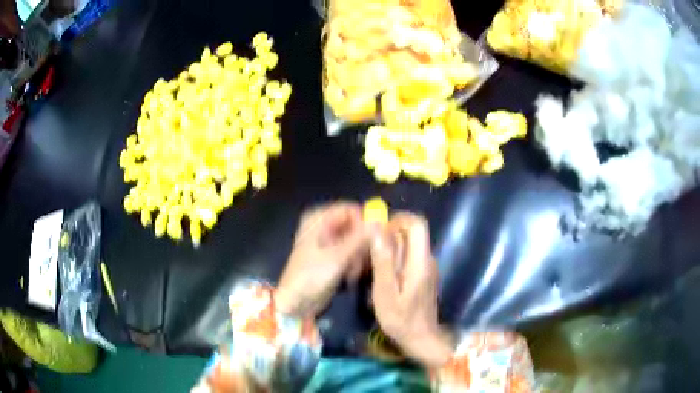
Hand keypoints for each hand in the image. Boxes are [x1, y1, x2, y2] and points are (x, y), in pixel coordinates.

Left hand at [275, 202, 373, 317]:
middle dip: (362, 243)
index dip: (364, 221)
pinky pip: (351, 253)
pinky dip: (354, 263)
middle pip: (354, 225)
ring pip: (355, 241)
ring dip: (359, 257)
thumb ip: (360, 238)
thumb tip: (380, 222)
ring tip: (353, 272)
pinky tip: (350, 277)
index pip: (350, 209)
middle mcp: (323, 226)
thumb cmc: (311, 276)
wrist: (296, 303)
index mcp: (318, 219)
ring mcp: (328, 242)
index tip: (376, 238)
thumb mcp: (337, 256)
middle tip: (365, 260)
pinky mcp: (333, 257)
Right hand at [370, 213, 453, 367]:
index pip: (417, 224)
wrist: (421, 338)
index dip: (398, 220)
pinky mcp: (423, 273)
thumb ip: (383, 262)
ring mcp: (427, 266)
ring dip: (390, 249)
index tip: (378, 231)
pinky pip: (409, 256)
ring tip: (373, 268)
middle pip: (411, 233)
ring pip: (409, 244)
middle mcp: (427, 258)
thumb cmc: (401, 319)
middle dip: (389, 236)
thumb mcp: (385, 293)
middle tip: (370, 254)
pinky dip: (395, 259)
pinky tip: (383, 277)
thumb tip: (376, 230)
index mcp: (420, 261)